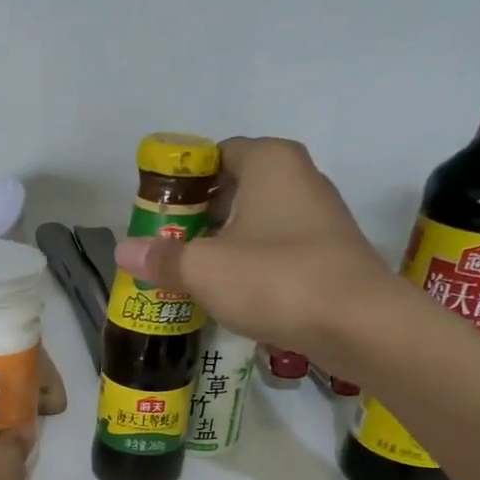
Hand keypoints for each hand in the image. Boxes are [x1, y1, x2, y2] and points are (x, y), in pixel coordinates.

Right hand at [114, 137, 392, 356]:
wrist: (357, 324)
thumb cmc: (275, 280)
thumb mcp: (205, 269)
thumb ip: (162, 258)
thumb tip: (121, 251)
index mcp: (269, 161)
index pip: (214, 154)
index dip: (181, 182)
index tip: (156, 213)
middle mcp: (298, 177)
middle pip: (233, 188)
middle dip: (198, 216)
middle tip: (165, 246)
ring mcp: (317, 216)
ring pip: (255, 220)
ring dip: (223, 243)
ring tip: (189, 273)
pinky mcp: (326, 252)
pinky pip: (275, 247)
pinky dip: (249, 262)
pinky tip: (229, 291)